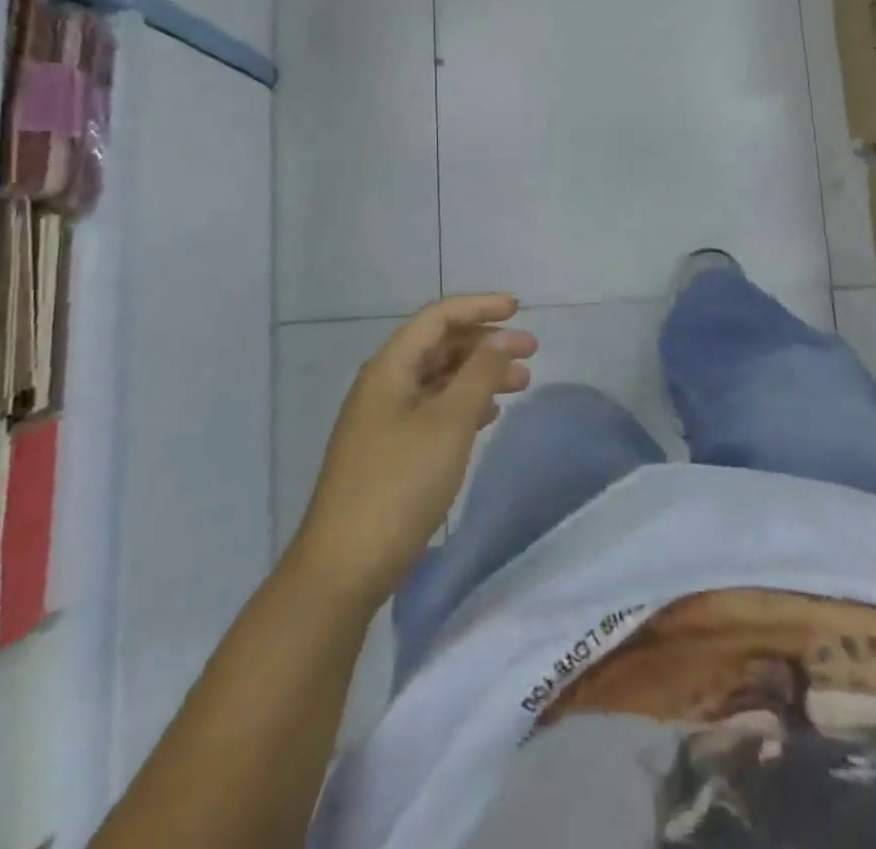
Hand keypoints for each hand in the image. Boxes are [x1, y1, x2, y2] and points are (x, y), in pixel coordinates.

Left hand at [294, 295, 536, 605]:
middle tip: (531, 352)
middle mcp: (384, 385)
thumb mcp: (448, 423)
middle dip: (486, 343)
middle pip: (440, 346)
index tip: (519, 310)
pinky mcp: (390, 452)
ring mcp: (384, 420)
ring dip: (479, 375)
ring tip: (521, 383)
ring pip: (440, 379)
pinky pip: (433, 410)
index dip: (479, 307)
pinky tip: (489, 415)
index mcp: (390, 368)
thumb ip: (479, 375)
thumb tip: (501, 340)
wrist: (343, 568)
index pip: (438, 317)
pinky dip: (465, 404)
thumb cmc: (399, 485)